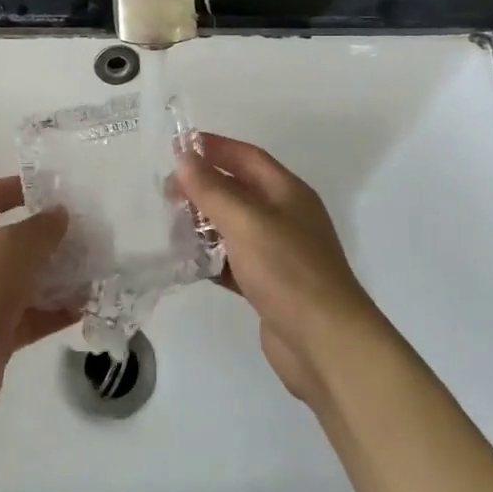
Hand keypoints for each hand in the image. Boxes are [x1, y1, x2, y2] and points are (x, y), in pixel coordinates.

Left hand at [0, 177, 77, 426]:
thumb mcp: (14, 247)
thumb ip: (42, 228)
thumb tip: (59, 214)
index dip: (19, 187)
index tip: (55, 190)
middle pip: (14, 240)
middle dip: (49, 237)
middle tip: (87, 235)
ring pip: (26, 280)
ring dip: (58, 275)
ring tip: (95, 271)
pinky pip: (31, 315)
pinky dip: (55, 311)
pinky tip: (85, 307)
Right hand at [177, 135, 380, 401]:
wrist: (326, 344)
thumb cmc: (288, 271)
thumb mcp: (246, 222)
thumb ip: (212, 189)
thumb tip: (184, 158)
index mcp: (288, 193)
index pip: (247, 157)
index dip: (214, 147)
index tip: (176, 147)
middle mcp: (285, 217)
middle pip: (238, 190)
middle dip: (203, 186)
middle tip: (166, 192)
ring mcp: (278, 253)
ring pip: (233, 226)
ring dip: (203, 222)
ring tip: (169, 224)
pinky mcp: (268, 286)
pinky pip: (233, 261)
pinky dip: (210, 258)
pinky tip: (185, 261)